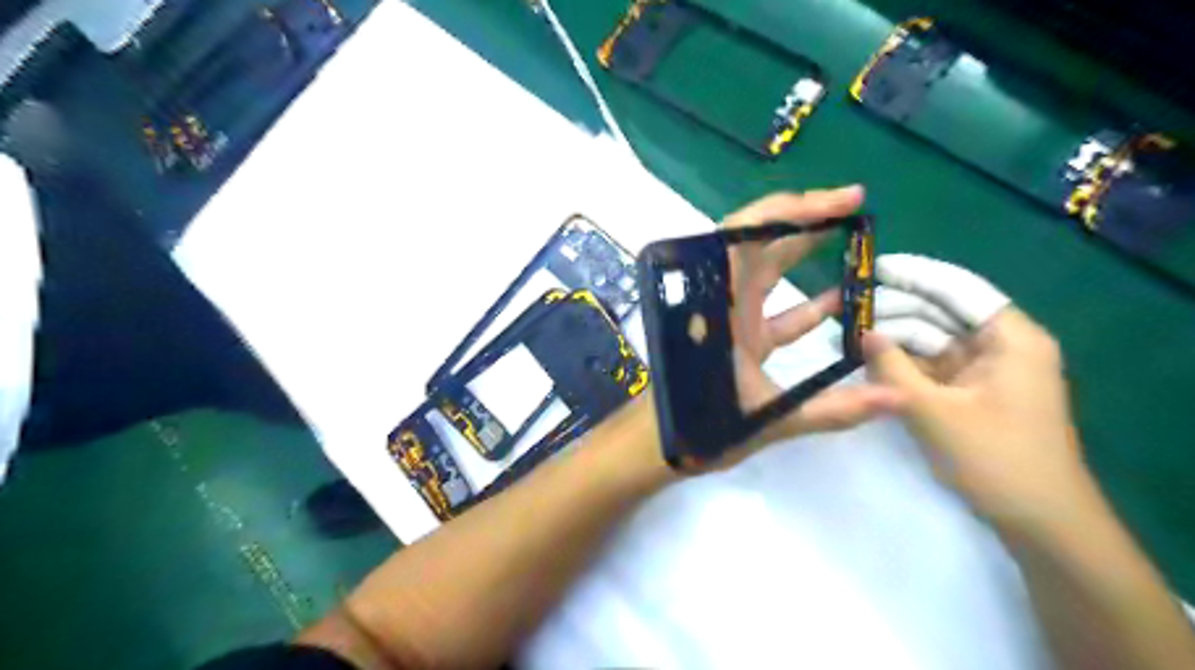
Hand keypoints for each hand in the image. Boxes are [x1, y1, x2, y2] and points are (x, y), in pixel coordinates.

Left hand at [706, 183, 896, 464]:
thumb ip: (832, 410)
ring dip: (805, 253)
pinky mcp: (742, 341)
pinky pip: (778, 313)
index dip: (789, 211)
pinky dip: (806, 304)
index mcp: (721, 306)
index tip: (838, 201)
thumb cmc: (697, 426)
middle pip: (761, 246)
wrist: (660, 446)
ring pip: (769, 274)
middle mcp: (725, 303)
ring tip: (852, 237)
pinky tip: (841, 299)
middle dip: (805, 220)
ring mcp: (733, 321)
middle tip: (853, 204)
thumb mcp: (766, 417)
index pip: (747, 238)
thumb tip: (897, 398)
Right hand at [865, 255, 1090, 530]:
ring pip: (932, 338)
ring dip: (894, 337)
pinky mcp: (970, 391)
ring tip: (848, 332)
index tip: (871, 267)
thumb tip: (863, 332)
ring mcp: (984, 369)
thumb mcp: (934, 411)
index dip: (914, 274)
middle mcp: (1000, 345)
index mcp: (1011, 338)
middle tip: (847, 307)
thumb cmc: (994, 458)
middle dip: (896, 308)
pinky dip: (902, 362)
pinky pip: (931, 364)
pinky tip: (869, 358)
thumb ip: (893, 367)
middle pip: (942, 311)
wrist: (1037, 521)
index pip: (958, 288)